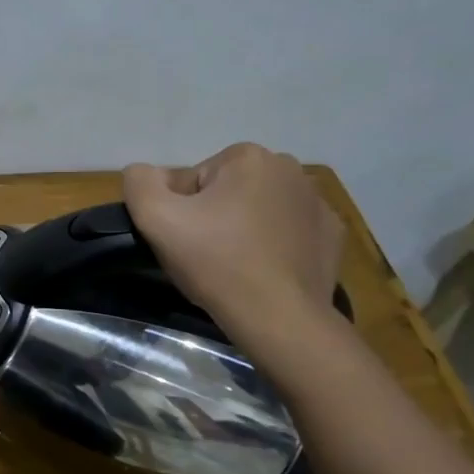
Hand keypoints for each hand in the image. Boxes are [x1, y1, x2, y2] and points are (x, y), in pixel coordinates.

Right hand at [122, 144, 343, 340]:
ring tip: (234, 265)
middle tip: (206, 254)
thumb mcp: (155, 218)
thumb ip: (140, 182)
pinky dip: (275, 245)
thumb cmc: (216, 261)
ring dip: (243, 229)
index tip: (185, 240)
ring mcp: (318, 202)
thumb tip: (146, 174)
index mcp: (247, 157)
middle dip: (213, 216)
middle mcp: (289, 168)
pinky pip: (290, 231)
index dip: (180, 211)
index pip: (194, 180)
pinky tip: (266, 270)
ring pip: (259, 210)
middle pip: (228, 191)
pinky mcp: (332, 235)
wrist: (278, 317)